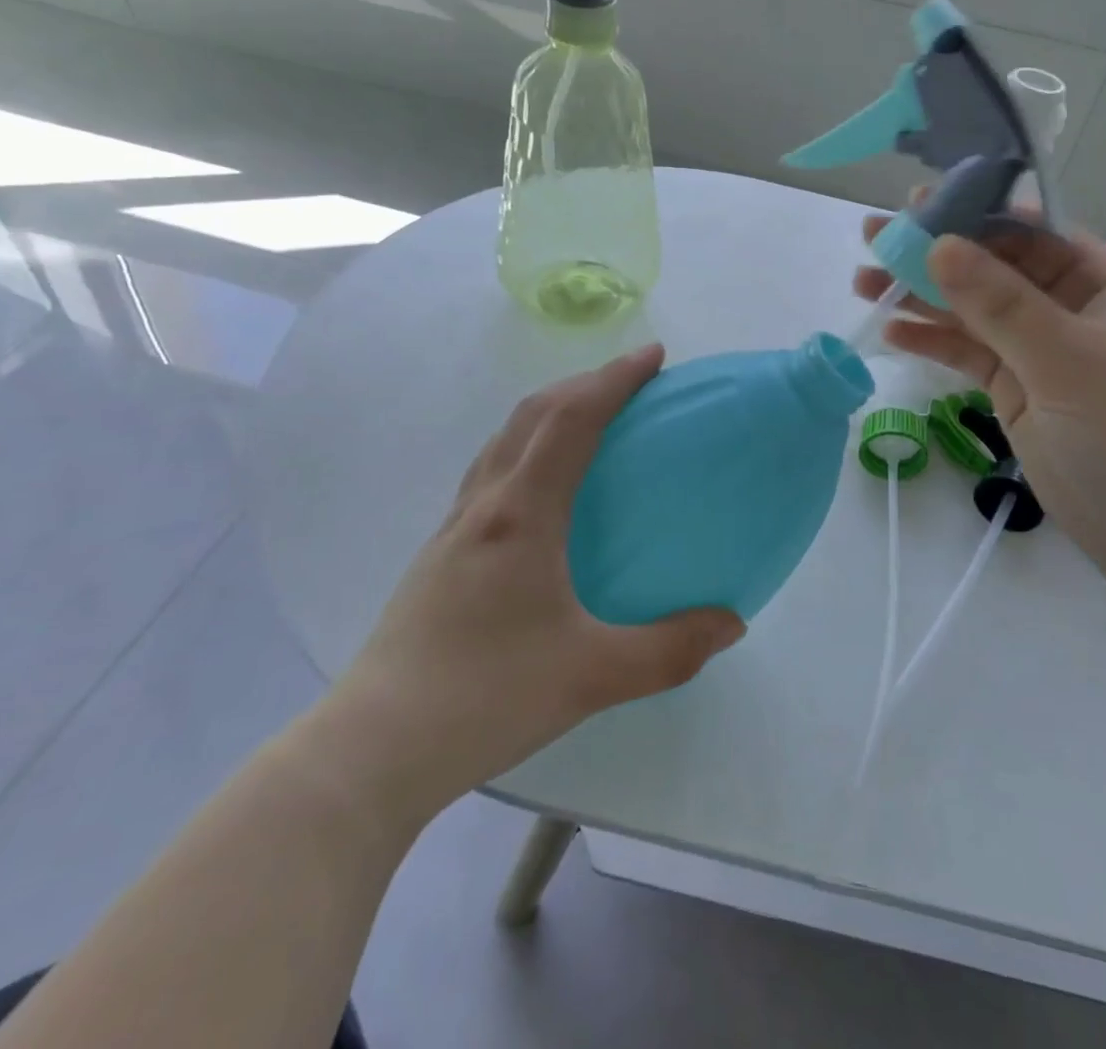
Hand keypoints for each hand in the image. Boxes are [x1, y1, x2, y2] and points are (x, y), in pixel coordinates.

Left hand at [322, 345, 744, 826]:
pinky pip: (491, 472)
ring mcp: (454, 528)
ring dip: (551, 412)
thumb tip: (732, 625)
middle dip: (584, 383)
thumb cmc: (484, 699)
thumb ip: (671, 650)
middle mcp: (484, 505)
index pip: (571, 420)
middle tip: (632, 382)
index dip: (614, 379)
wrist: (372, 749)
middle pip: (532, 415)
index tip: (654, 356)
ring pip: (504, 440)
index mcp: (521, 515)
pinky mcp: (441, 555)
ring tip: (592, 420)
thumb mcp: (593, 678)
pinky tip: (546, 491)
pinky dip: (528, 448)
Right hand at [854, 220, 1105, 598]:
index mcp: (1098, 282)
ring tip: (864, 284)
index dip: (973, 215)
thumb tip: (938, 244)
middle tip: (873, 239)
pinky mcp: (1014, 388)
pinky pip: (967, 353)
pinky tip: (892, 333)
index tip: (917, 206)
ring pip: (971, 311)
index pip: (1029, 232)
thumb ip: (1001, 304)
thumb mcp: (1067, 361)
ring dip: (921, 298)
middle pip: (990, 268)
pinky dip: (932, 342)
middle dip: (933, 254)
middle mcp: (1066, 307)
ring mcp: (1037, 350)